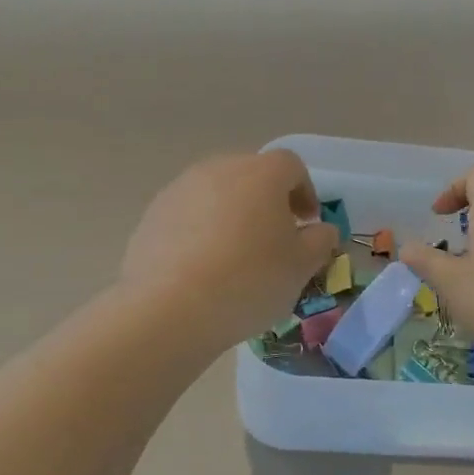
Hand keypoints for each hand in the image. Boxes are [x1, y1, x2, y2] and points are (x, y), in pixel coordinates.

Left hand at [122, 150, 339, 347]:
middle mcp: (218, 169)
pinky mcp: (152, 216)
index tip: (307, 223)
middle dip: (267, 203)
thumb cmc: (249, 281)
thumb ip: (319, 242)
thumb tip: (321, 230)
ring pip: (216, 195)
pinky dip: (201, 233)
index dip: (305, 192)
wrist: (169, 308)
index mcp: (261, 174)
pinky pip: (188, 217)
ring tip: (236, 258)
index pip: (291, 166)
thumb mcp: (300, 268)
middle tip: (274, 240)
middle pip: (250, 176)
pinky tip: (203, 270)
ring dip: (232, 217)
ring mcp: (180, 190)